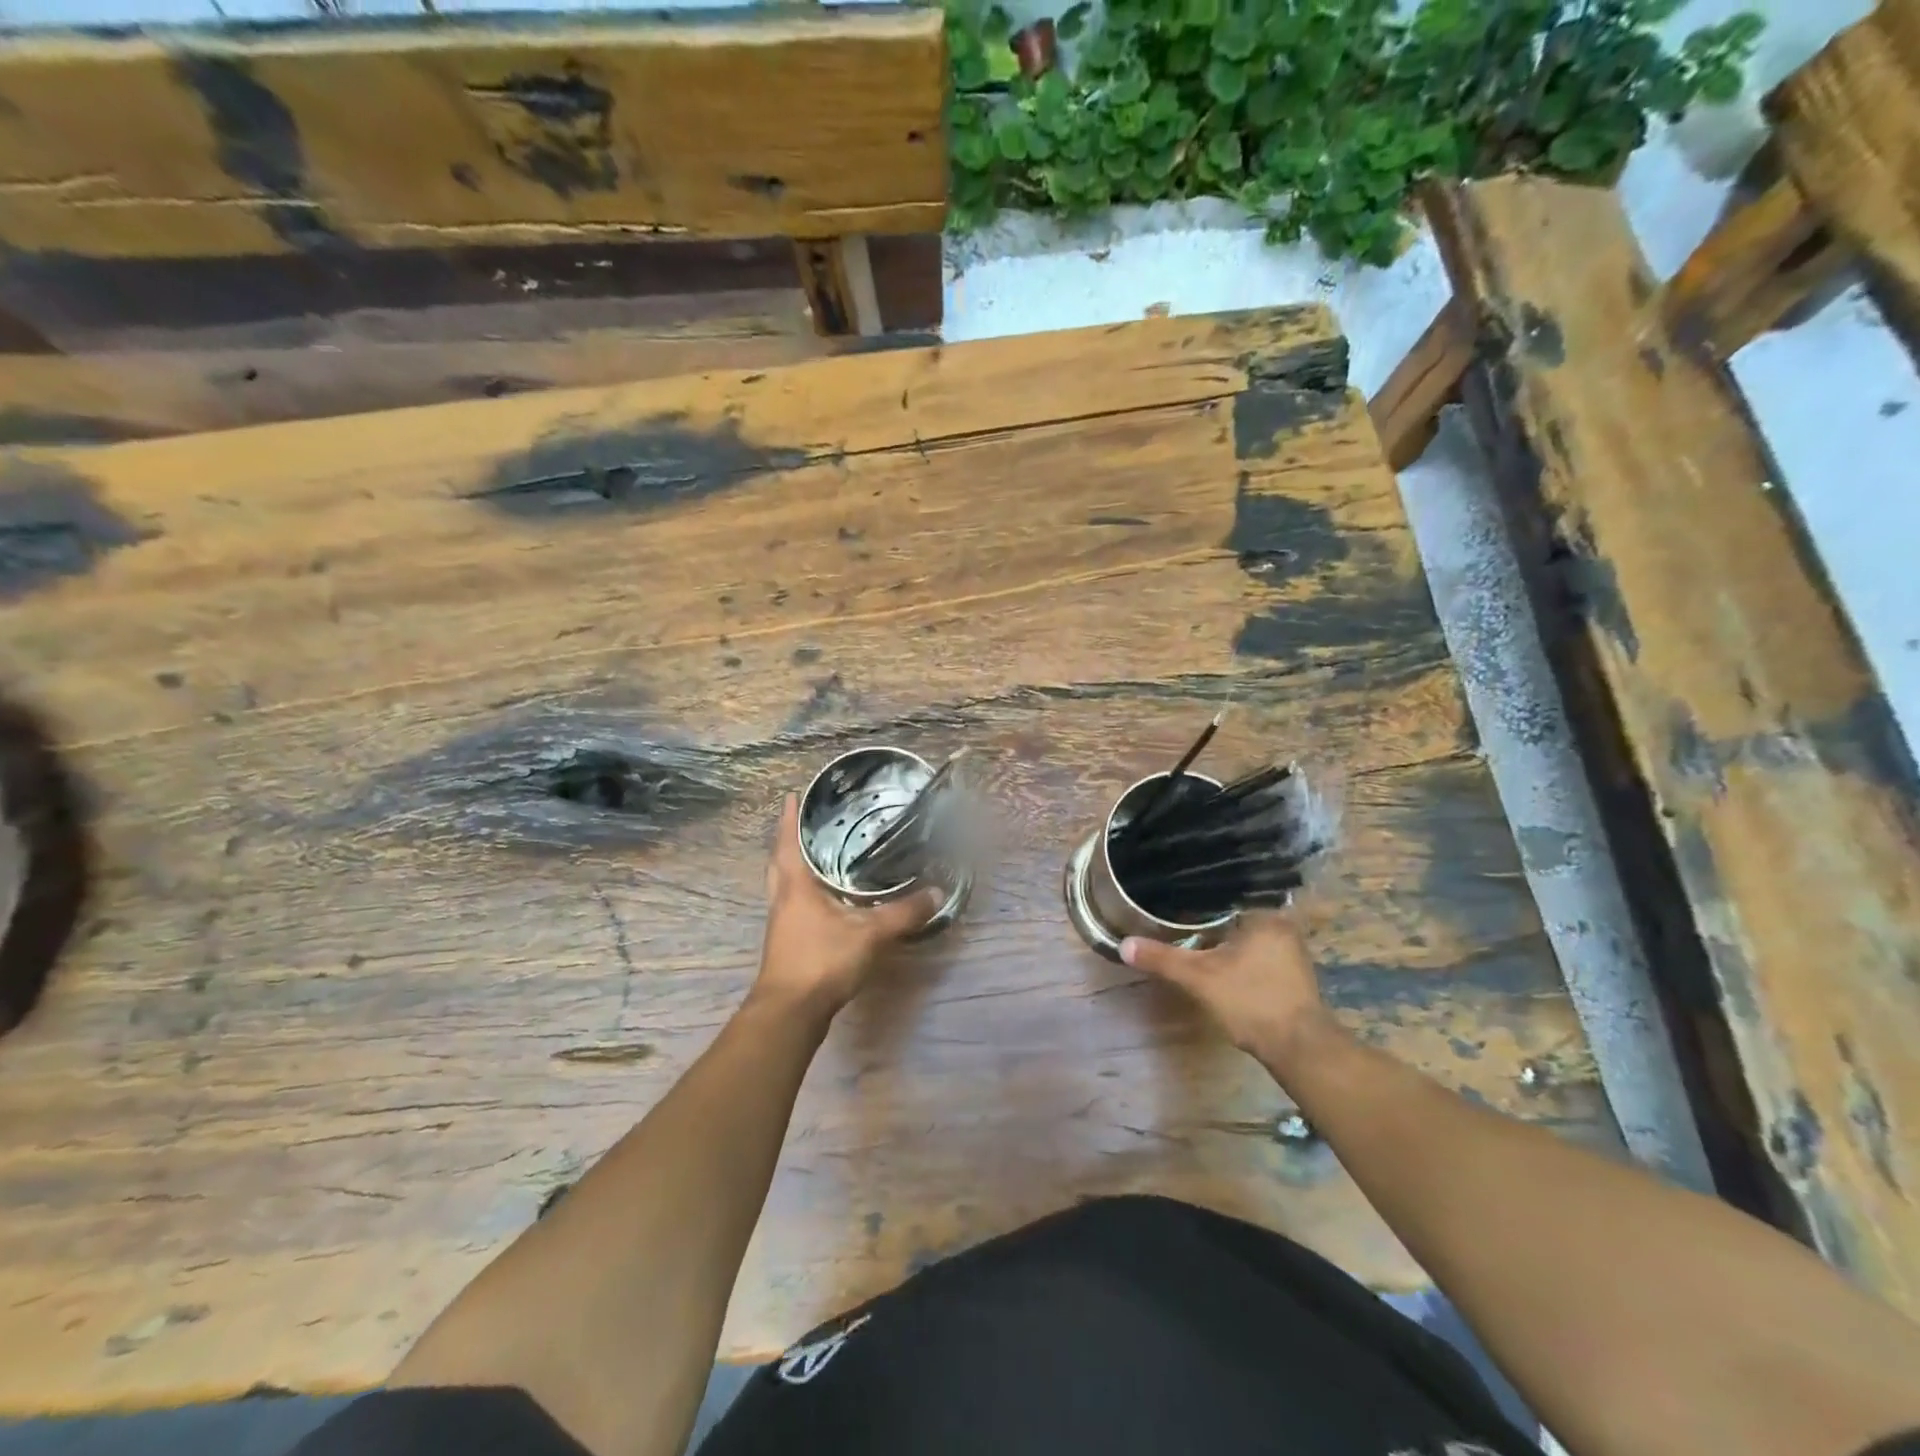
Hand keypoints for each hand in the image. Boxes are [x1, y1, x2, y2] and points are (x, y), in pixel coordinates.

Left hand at [752, 793, 943, 1019]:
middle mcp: (783, 899)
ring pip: (783, 884)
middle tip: (805, 823)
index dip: (789, 818)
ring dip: (794, 866)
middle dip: (788, 840)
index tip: (791, 795)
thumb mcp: (870, 934)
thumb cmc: (822, 961)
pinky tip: (824, 898)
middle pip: (779, 861)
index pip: (788, 842)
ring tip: (816, 855)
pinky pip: (792, 904)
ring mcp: (782, 922)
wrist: (790, 1013)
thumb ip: (903, 913)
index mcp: (795, 886)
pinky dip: (803, 892)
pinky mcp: (787, 942)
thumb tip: (935, 892)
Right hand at [1121, 912, 1338, 1073]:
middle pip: (1236, 914)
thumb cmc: (1251, 1000)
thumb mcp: (1199, 978)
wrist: (1299, 1049)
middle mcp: (1283, 926)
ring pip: (1247, 935)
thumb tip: (1124, 944)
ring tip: (1192, 933)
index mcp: (1265, 915)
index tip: (1174, 895)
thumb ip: (1162, 959)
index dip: (1198, 895)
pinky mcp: (1293, 974)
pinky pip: (1258, 952)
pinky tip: (1218, 960)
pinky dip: (1239, 954)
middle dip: (1210, 917)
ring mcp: (1292, 952)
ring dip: (1225, 937)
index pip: (1225, 892)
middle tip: (1178, 914)